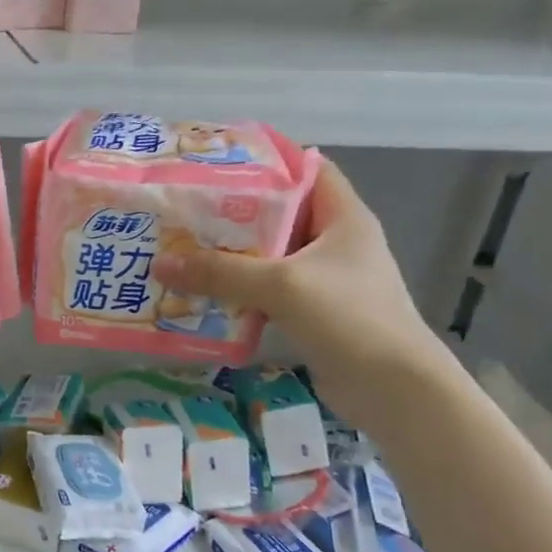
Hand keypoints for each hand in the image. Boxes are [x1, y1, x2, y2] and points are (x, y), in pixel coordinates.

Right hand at [151, 158, 452, 427]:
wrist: (393, 389)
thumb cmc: (348, 318)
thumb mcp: (280, 285)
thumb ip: (220, 272)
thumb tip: (158, 263)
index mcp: (342, 218)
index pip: (307, 169)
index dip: (266, 161)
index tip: (216, 164)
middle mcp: (333, 243)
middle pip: (278, 215)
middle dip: (231, 213)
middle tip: (182, 211)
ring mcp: (323, 280)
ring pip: (268, 257)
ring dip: (229, 257)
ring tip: (181, 250)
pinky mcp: (311, 313)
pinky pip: (265, 292)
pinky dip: (236, 292)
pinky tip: (200, 295)